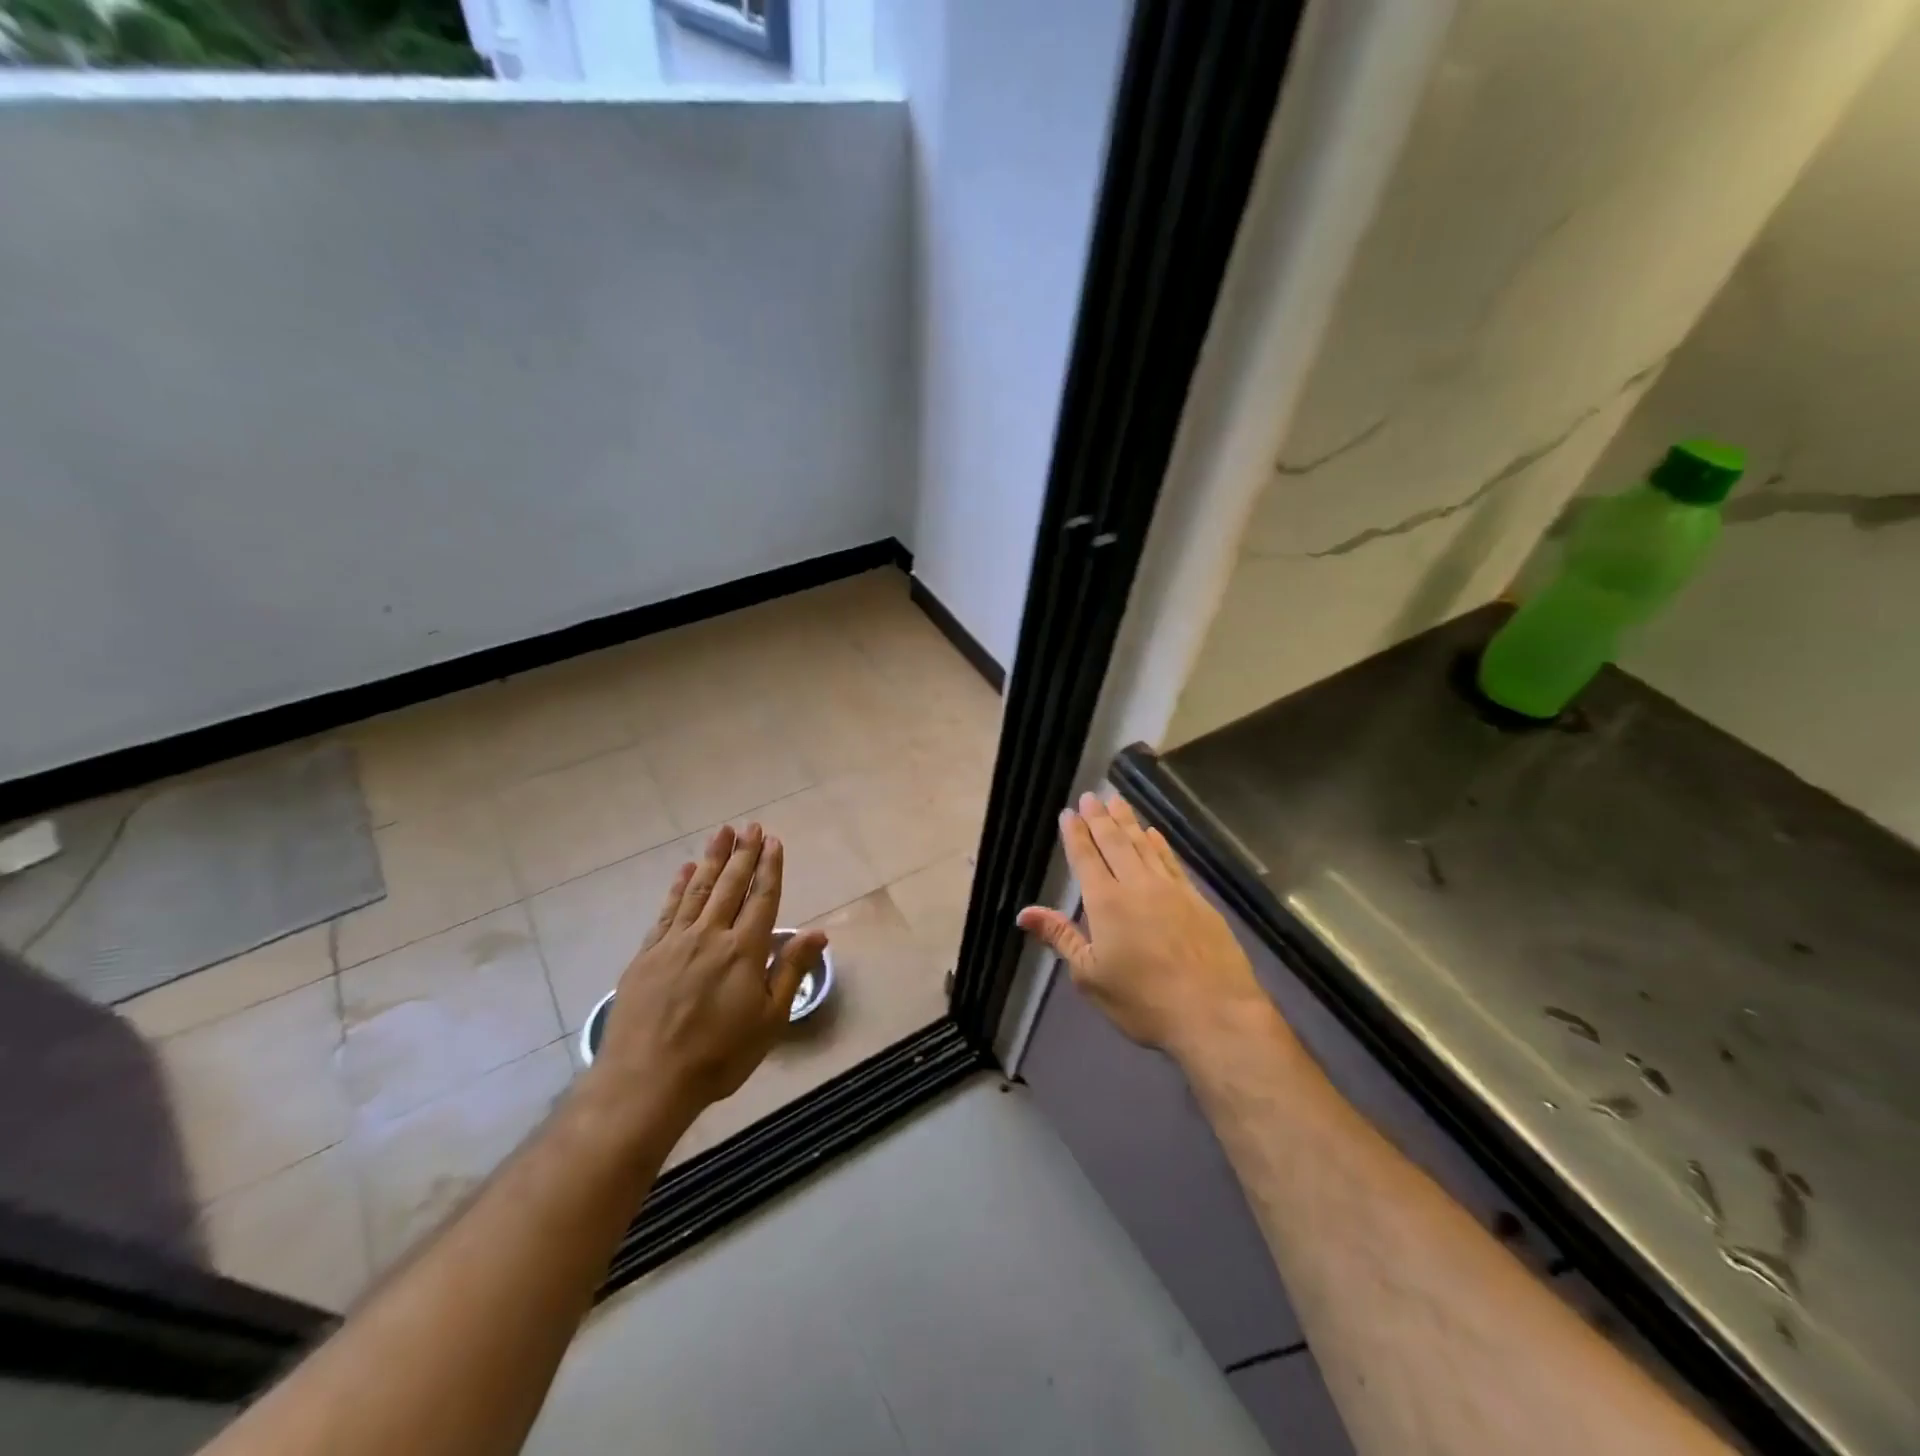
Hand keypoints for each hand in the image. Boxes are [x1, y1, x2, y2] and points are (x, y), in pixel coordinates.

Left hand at [588, 823, 827, 1124]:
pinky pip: (667, 911)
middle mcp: (710, 936)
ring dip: (712, 860)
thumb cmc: (719, 1055)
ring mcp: (675, 942)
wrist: (646, 1080)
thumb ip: (791, 970)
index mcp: (743, 950)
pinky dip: (678, 887)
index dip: (769, 868)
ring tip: (722, 834)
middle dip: (743, 854)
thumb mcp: (770, 1020)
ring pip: (698, 890)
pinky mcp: (647, 955)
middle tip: (750, 826)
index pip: (762, 898)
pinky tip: (685, 870)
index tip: (773, 841)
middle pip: (730, 886)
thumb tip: (818, 933)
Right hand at [1017, 792, 1282, 1065]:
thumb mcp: (1090, 976)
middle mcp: (1136, 885)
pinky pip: (1172, 861)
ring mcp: (1171, 889)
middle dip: (1100, 818)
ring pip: (1144, 845)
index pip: (1086, 859)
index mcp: (1106, 903)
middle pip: (1114, 843)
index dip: (1075, 834)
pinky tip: (1154, 834)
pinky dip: (1160, 844)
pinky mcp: (1197, 899)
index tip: (1068, 812)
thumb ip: (1061, 937)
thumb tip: (1024, 913)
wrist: (1215, 1012)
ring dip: (1128, 822)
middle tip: (1091, 795)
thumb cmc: (1144, 1001)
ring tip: (1117, 801)